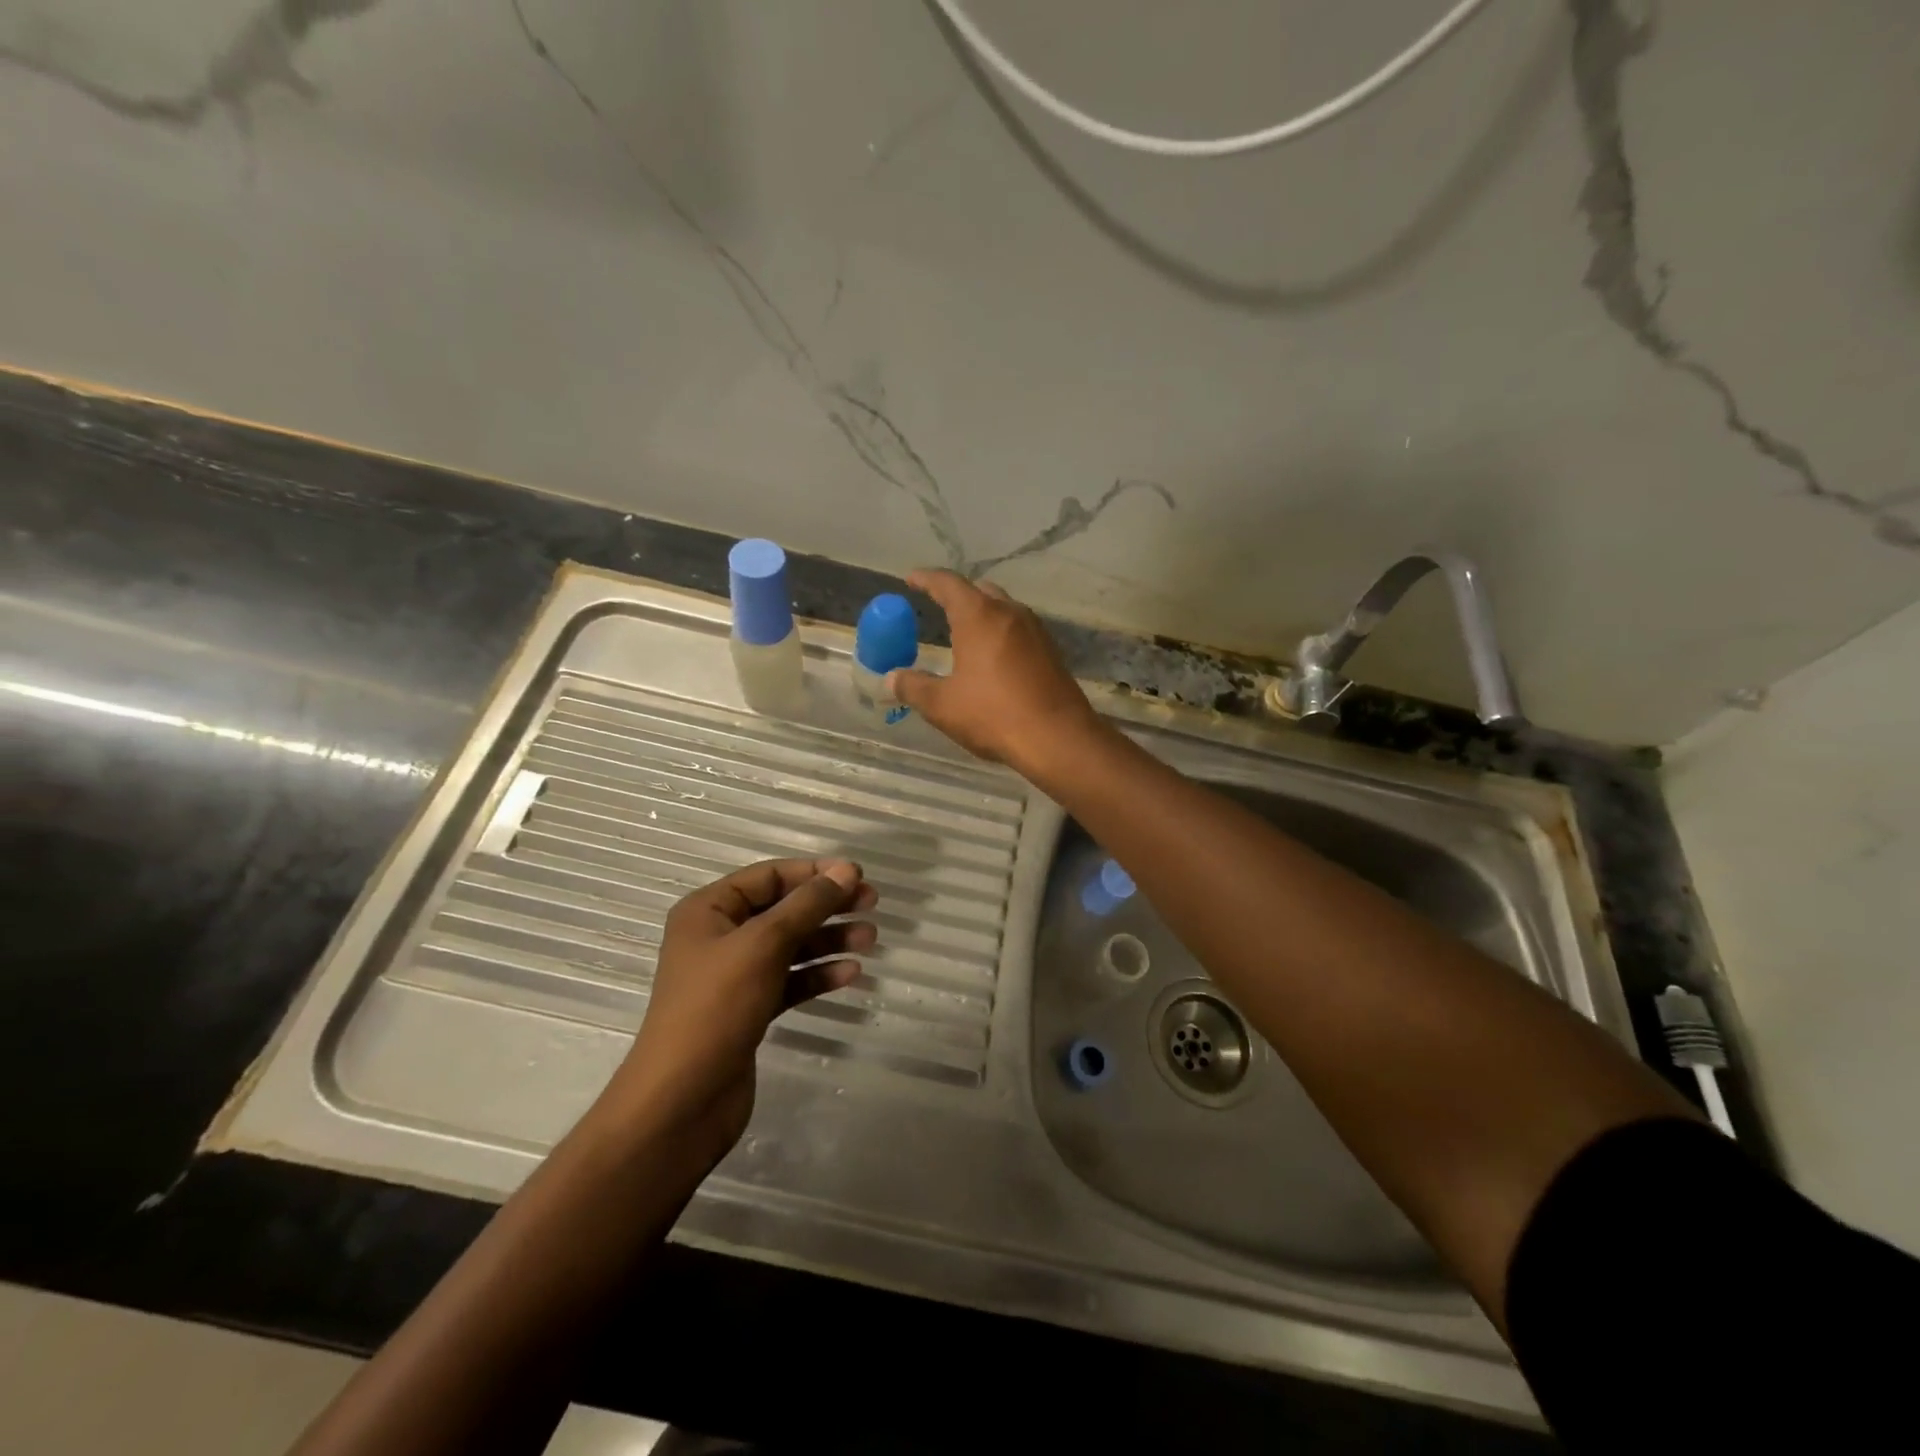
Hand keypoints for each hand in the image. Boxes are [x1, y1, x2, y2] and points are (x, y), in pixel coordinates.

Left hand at [608, 859, 876, 1161]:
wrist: (682, 1103)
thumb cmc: (716, 1009)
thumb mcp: (763, 945)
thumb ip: (808, 905)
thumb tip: (847, 870)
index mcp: (709, 910)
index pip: (769, 876)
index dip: (814, 872)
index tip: (857, 875)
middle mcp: (720, 937)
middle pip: (783, 909)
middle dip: (827, 905)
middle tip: (872, 903)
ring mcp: (735, 976)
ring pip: (791, 945)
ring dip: (829, 940)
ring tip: (870, 939)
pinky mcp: (749, 1009)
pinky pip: (790, 980)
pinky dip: (818, 974)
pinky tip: (851, 974)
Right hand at [888, 569, 1102, 775]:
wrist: (1058, 738)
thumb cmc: (993, 715)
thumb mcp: (942, 705)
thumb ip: (913, 687)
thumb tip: (891, 678)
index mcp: (979, 616)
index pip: (948, 584)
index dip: (926, 579)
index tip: (911, 579)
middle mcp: (1010, 613)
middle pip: (979, 591)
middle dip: (957, 595)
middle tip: (938, 605)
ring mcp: (1035, 631)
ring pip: (1003, 609)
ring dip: (982, 614)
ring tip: (964, 632)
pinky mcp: (1051, 652)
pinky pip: (1019, 631)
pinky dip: (1000, 634)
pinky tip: (993, 657)